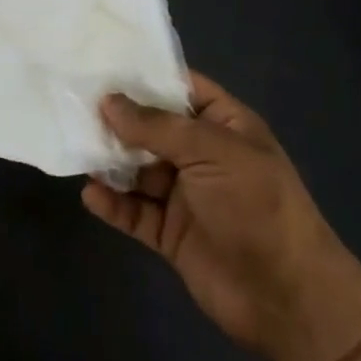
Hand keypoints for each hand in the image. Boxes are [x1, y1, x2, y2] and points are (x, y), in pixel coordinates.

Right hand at [81, 71, 360, 360]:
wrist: (287, 297)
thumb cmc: (255, 205)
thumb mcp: (210, 151)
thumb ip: (156, 126)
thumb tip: (108, 101)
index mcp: (223, 125)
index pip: (181, 88)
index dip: (145, 76)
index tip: (101, 63)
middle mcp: (203, 155)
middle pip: (152, 129)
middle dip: (118, 119)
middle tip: (73, 105)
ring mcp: (186, 196)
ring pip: (139, 170)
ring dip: (111, 162)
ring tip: (76, 148)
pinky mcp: (172, 234)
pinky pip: (136, 212)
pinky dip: (114, 203)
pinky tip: (91, 194)